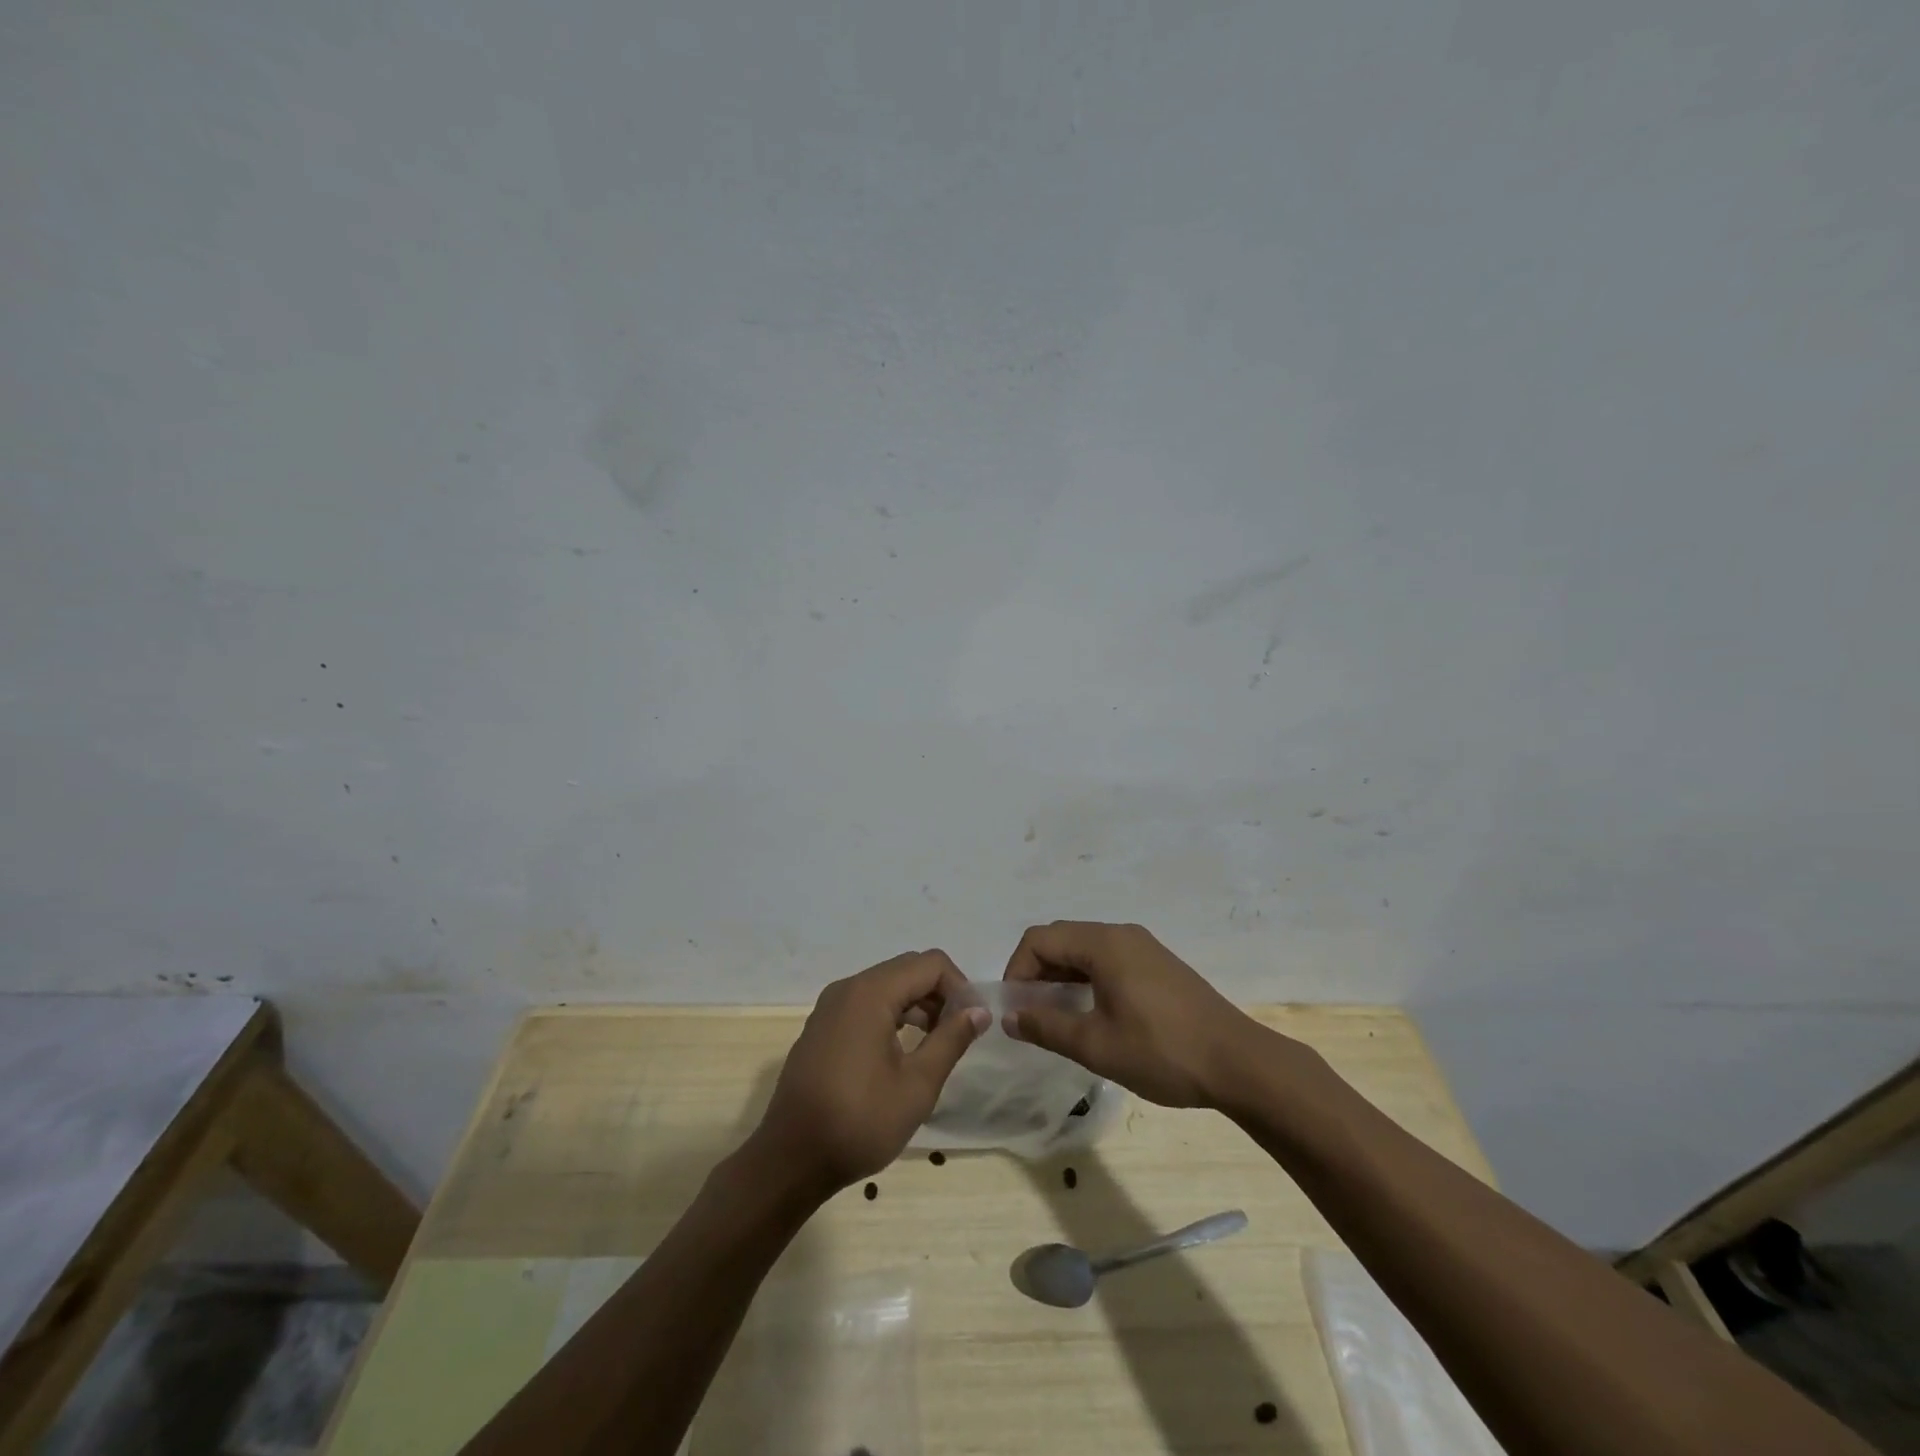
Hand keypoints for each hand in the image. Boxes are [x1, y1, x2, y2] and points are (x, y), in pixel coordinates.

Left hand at [754, 950, 988, 1193]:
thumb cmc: (859, 1122)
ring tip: (937, 1044)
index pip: (930, 964)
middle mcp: (848, 988)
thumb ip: (951, 1040)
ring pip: (887, 986)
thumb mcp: (917, 1085)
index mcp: (870, 993)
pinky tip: (904, 1051)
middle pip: (907, 969)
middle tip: (959, 1032)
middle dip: (940, 993)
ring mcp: (830, 1006)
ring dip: (918, 1004)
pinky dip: (892, 1014)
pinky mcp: (822, 1027)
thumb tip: (979, 1010)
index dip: (960, 987)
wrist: (790, 1160)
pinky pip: (866, 1003)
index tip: (973, 1023)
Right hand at [1003, 921, 1265, 1108]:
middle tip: (1032, 1015)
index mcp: (1104, 943)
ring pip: (1085, 950)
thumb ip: (1046, 1026)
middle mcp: (1122, 934)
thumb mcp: (1096, 1045)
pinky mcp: (1159, 965)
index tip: (1016, 1010)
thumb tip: (1009, 1016)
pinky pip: (1109, 960)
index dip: (1017, 970)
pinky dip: (1087, 979)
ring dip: (1062, 977)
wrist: (1239, 1063)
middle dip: (1037, 973)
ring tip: (1058, 1018)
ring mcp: (1144, 947)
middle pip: (1061, 938)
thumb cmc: (1161, 1051)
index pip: (1039, 939)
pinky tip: (1093, 1014)